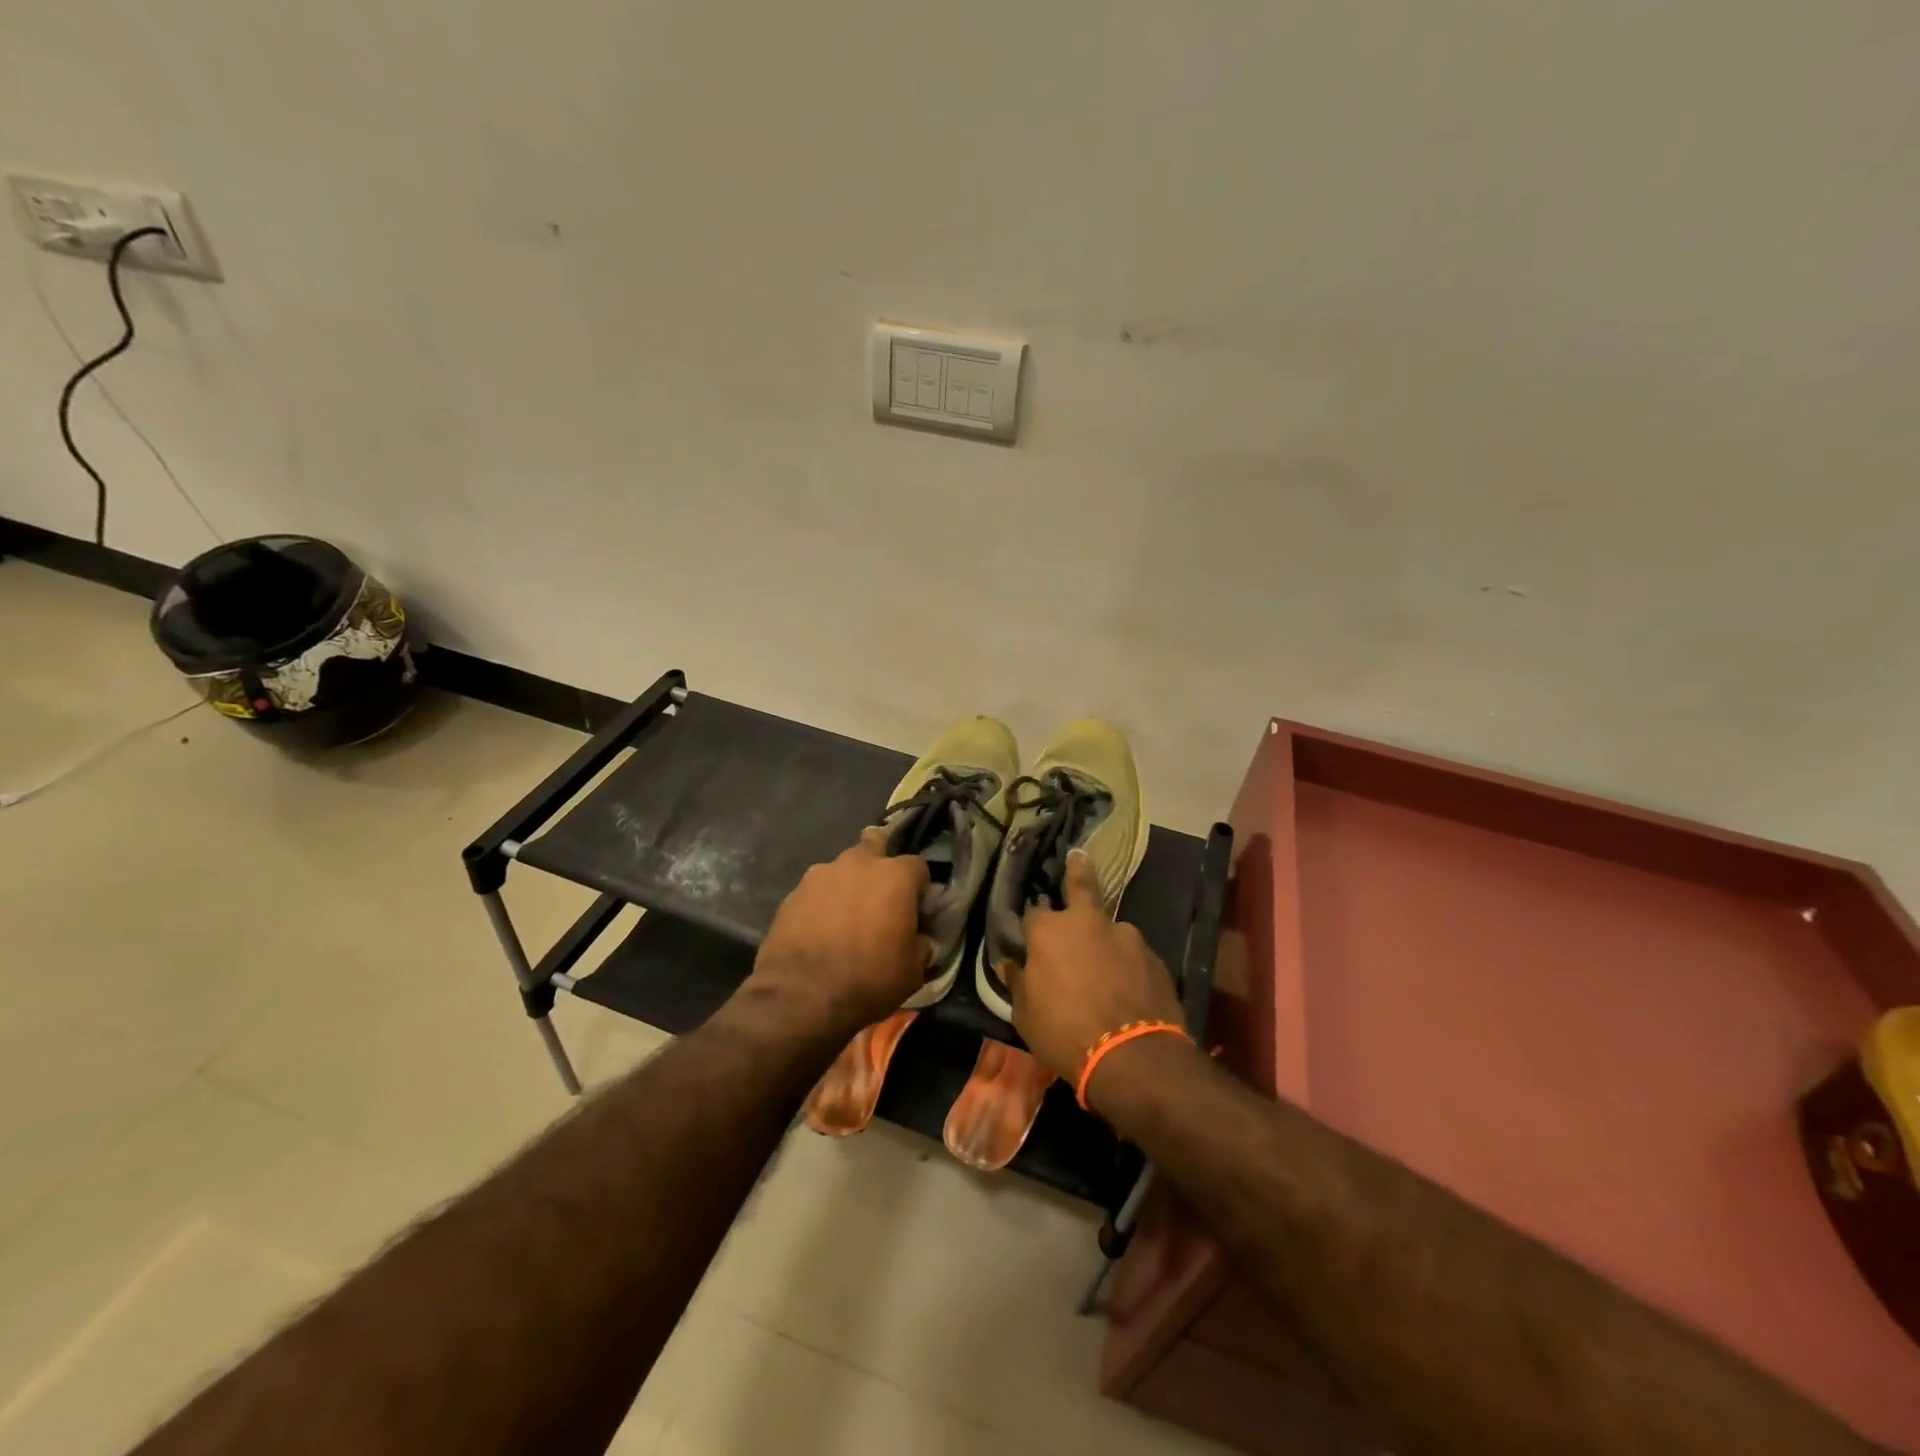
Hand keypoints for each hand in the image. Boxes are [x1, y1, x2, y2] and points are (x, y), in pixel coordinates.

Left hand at [748, 828, 931, 1032]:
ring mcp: (821, 875)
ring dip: (847, 884)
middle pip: (874, 844)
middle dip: (879, 860)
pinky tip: (819, 929)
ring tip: (845, 916)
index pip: (918, 866)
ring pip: (841, 868)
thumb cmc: (869, 979)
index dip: (919, 887)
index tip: (916, 908)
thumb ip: (920, 946)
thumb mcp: (912, 971)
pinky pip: (815, 891)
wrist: (802, 995)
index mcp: (895, 876)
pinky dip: (821, 903)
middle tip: (879, 893)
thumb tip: (920, 941)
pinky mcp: (792, 893)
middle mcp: (858, 864)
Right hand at [1007, 850, 1185, 1092]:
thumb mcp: (1026, 1016)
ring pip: (1110, 929)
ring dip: (1105, 941)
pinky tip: (1128, 988)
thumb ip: (1019, 983)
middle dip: (1078, 869)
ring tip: (1106, 970)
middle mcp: (1087, 922)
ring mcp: (1126, 935)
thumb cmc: (1065, 1034)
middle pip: (1082, 884)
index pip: (1032, 914)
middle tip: (1079, 855)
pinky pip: (1133, 955)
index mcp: (1049, 931)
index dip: (1031, 927)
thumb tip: (1010, 965)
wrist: (1132, 1057)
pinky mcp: (1154, 956)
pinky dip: (1127, 965)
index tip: (1030, 938)